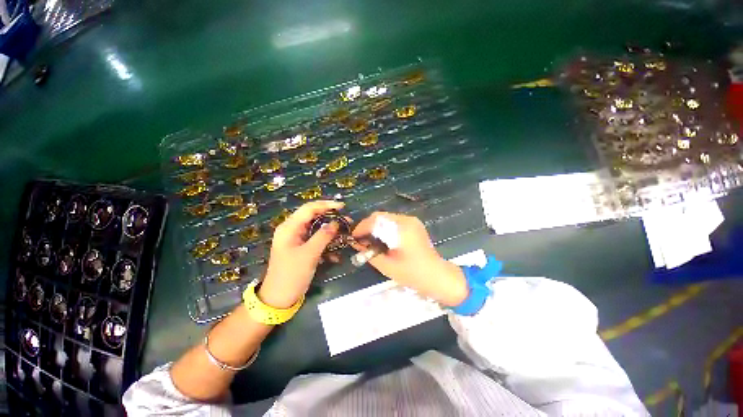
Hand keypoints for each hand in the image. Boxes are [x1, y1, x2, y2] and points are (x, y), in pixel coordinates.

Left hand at [258, 200, 343, 308]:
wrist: (279, 298)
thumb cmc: (292, 275)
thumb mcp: (309, 254)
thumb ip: (323, 236)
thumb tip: (336, 222)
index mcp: (289, 227)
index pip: (309, 208)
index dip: (326, 205)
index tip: (343, 207)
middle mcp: (292, 229)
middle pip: (313, 216)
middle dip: (331, 217)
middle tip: (347, 220)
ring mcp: (297, 239)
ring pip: (317, 228)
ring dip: (331, 230)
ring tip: (345, 232)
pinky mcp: (302, 248)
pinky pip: (316, 239)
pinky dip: (327, 242)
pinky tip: (336, 252)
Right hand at [351, 212, 468, 306]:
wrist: (437, 275)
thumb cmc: (412, 273)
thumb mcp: (387, 266)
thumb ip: (369, 253)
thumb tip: (355, 243)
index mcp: (401, 229)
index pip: (375, 220)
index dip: (361, 227)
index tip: (353, 237)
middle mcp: (406, 220)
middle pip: (380, 216)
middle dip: (367, 225)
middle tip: (360, 238)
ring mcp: (411, 221)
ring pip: (386, 217)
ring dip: (375, 226)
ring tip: (370, 239)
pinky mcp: (414, 224)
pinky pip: (393, 221)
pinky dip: (384, 227)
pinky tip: (382, 238)